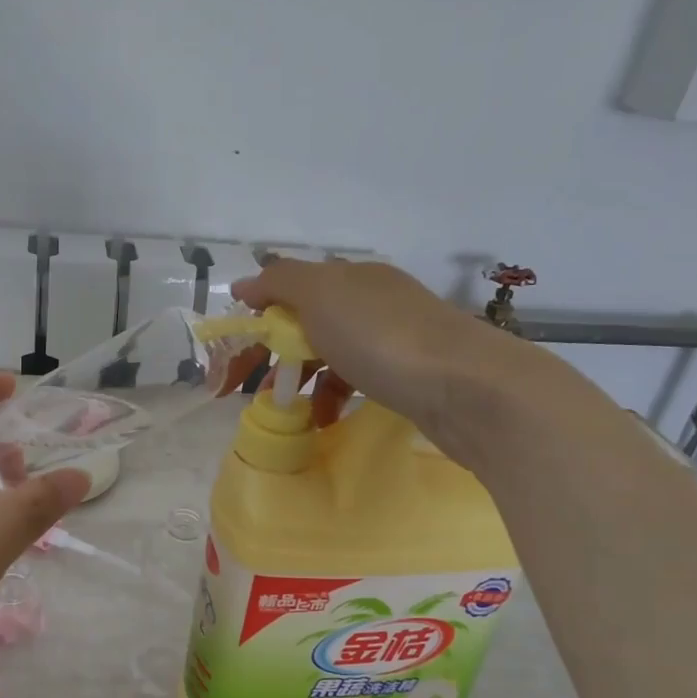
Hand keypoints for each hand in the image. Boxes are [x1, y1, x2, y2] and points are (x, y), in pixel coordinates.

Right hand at [231, 259, 499, 435]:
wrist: (465, 386)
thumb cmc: (381, 336)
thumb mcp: (320, 294)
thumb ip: (278, 282)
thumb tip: (246, 284)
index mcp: (350, 278)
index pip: (288, 290)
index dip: (254, 320)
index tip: (231, 358)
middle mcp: (372, 301)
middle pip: (307, 324)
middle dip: (273, 355)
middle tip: (246, 391)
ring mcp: (394, 339)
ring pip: (331, 355)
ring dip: (301, 381)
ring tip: (285, 411)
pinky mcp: (409, 376)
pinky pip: (356, 381)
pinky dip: (333, 397)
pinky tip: (325, 419)